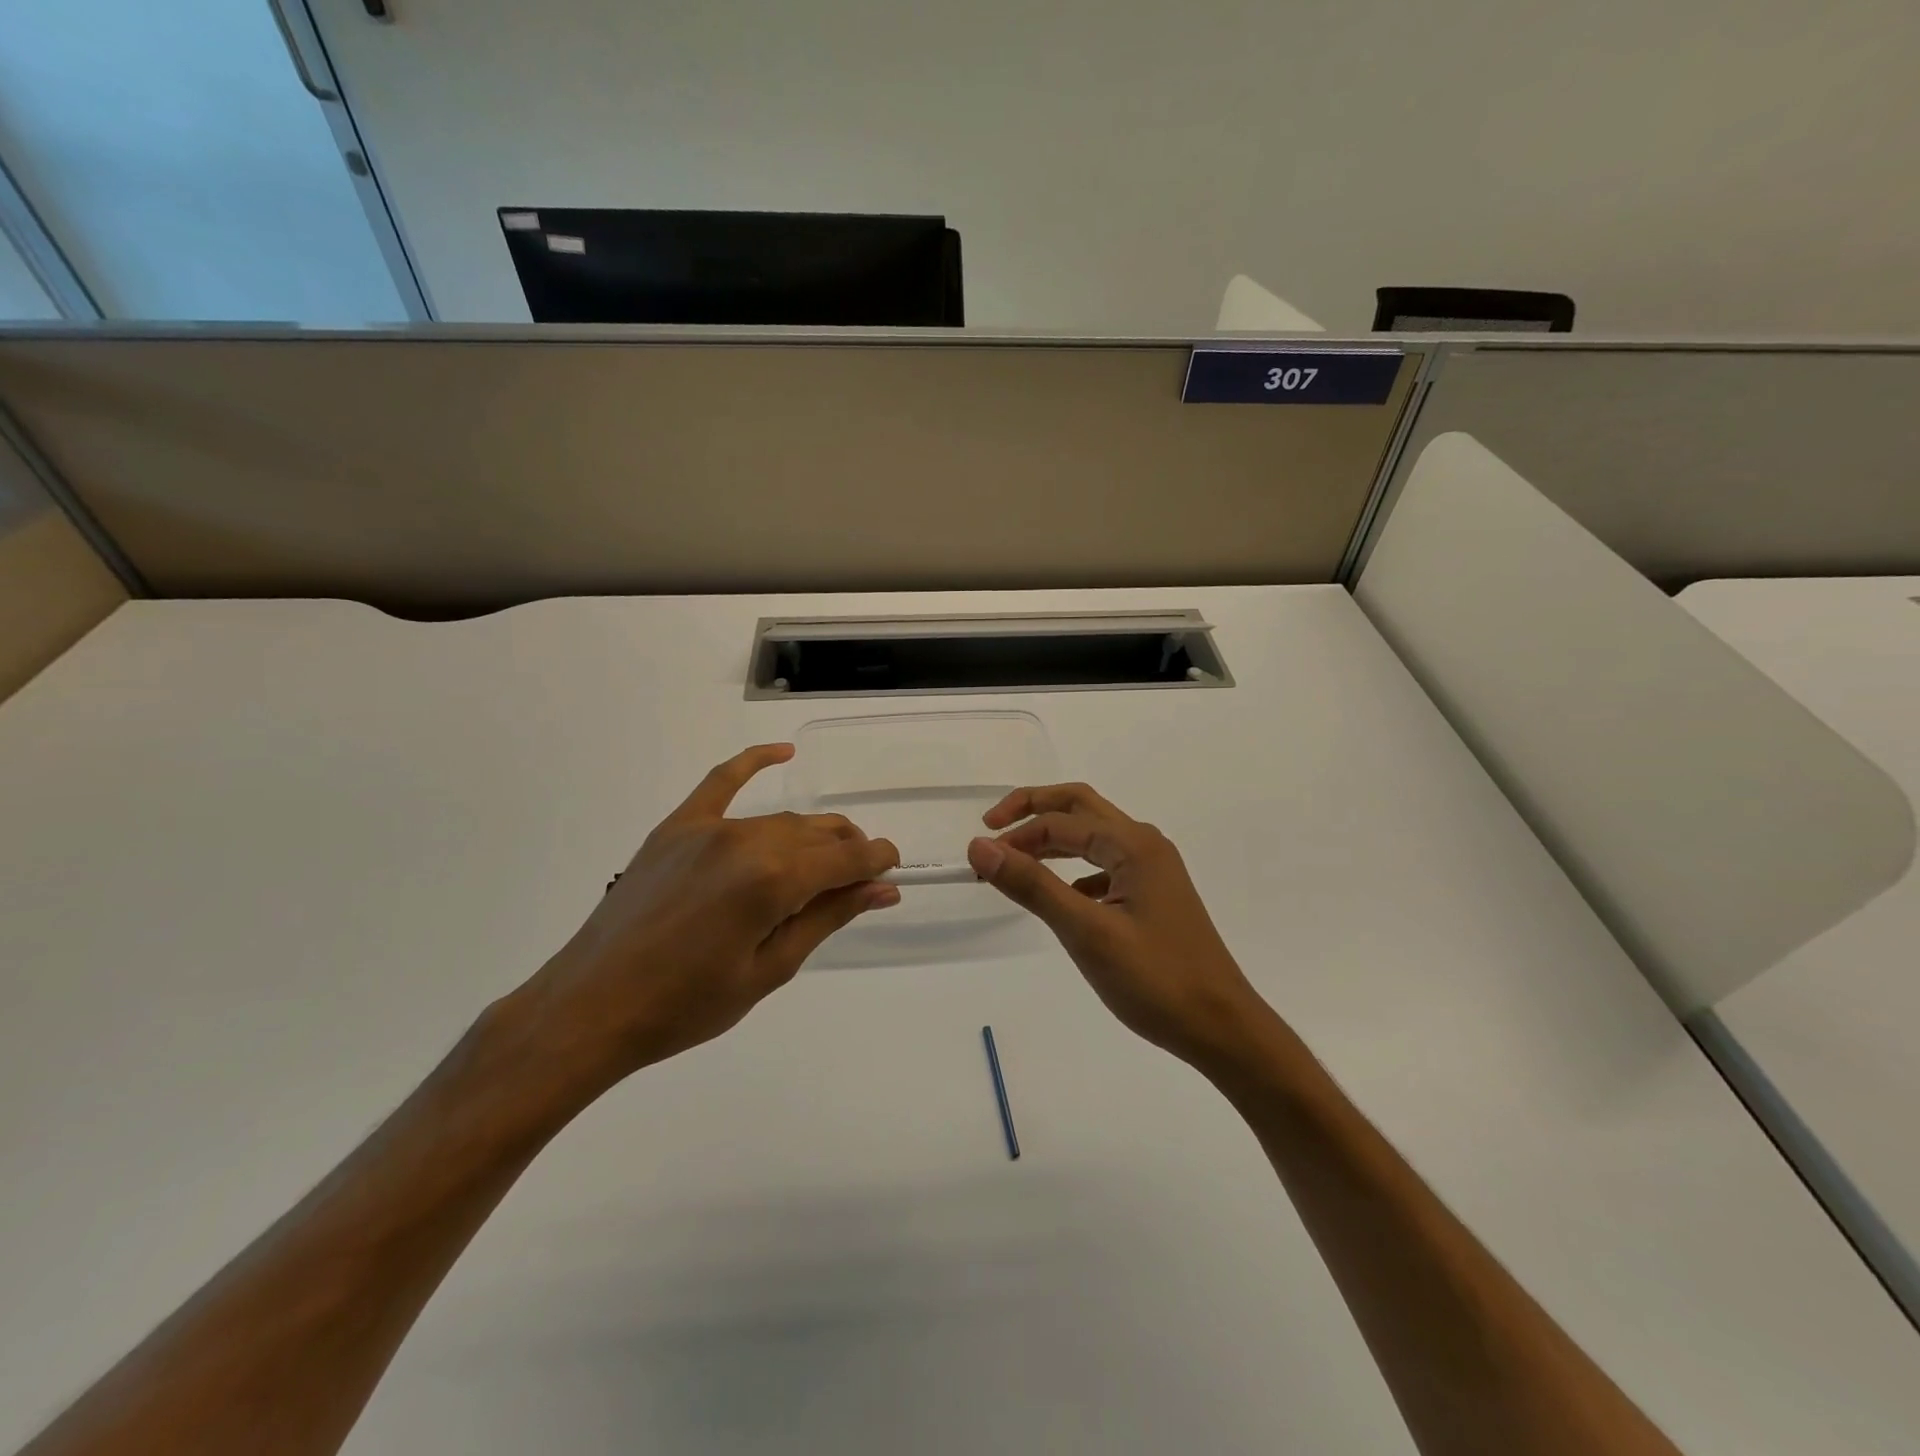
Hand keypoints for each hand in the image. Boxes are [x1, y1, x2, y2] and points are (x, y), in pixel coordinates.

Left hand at [516, 744, 899, 1087]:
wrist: (592, 1007)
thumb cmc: (687, 1005)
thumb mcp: (770, 969)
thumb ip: (828, 918)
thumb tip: (882, 889)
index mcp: (773, 881)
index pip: (846, 858)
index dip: (877, 861)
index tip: (893, 869)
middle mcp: (746, 841)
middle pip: (818, 833)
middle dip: (849, 850)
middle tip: (857, 879)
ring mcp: (708, 828)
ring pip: (781, 820)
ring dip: (812, 835)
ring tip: (823, 860)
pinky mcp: (677, 827)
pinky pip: (721, 781)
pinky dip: (754, 762)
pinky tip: (784, 753)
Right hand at [967, 783, 1268, 1067]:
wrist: (1222, 1027)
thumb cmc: (1156, 980)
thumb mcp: (1086, 933)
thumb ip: (1032, 885)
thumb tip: (980, 846)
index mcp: (1133, 845)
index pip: (1060, 823)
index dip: (1015, 836)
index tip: (978, 861)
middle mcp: (1144, 845)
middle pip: (1079, 807)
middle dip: (1033, 810)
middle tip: (991, 827)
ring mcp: (1153, 869)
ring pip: (1093, 836)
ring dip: (1052, 839)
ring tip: (1015, 861)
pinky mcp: (1153, 895)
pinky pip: (1105, 865)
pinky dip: (1074, 868)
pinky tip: (1061, 896)